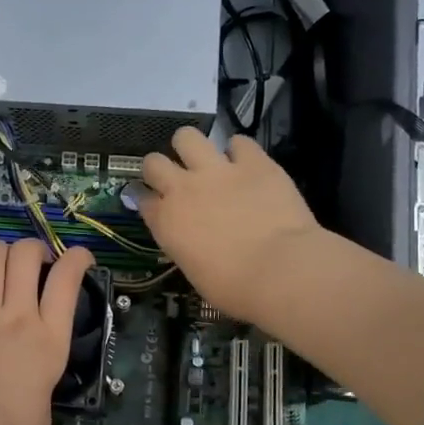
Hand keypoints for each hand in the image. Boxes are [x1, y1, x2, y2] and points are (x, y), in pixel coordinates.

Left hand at [0, 235, 93, 424]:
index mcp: (49, 338)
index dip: (77, 259)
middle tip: (36, 258)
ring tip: (5, 255)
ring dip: (2, 248)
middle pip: (26, 257)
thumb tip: (34, 409)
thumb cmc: (8, 424)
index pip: (67, 282)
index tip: (80, 257)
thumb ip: (41, 403)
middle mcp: (19, 315)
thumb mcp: (42, 420)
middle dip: (34, 247)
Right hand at [138, 128, 324, 322]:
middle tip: (175, 178)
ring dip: (191, 146)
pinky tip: (246, 162)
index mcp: (166, 221)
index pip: (142, 198)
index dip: (147, 198)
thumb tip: (193, 239)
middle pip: (153, 162)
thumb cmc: (235, 287)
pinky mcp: (253, 161)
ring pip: (187, 137)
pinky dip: (240, 151)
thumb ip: (186, 245)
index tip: (154, 202)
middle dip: (159, 167)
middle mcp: (183, 189)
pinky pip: (239, 141)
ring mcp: (218, 170)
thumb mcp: (195, 272)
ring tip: (204, 158)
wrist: (281, 270)